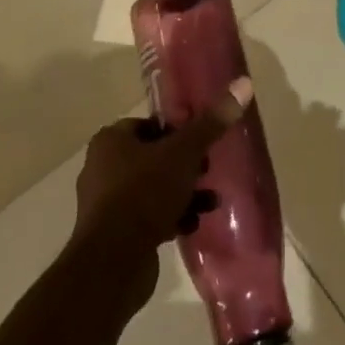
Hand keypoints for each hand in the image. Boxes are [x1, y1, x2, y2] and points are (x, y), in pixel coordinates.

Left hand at [71, 78, 252, 301]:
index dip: (178, 131)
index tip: (203, 141)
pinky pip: (147, 217)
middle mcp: (102, 167)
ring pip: (152, 188)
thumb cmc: (146, 192)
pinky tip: (193, 224)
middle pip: (153, 157)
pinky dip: (170, 217)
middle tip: (208, 171)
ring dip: (182, 193)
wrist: (114, 261)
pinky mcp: (112, 234)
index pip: (150, 125)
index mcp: (111, 140)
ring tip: (210, 202)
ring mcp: (105, 203)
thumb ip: (212, 123)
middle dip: (185, 165)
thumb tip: (243, 83)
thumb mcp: (185, 153)